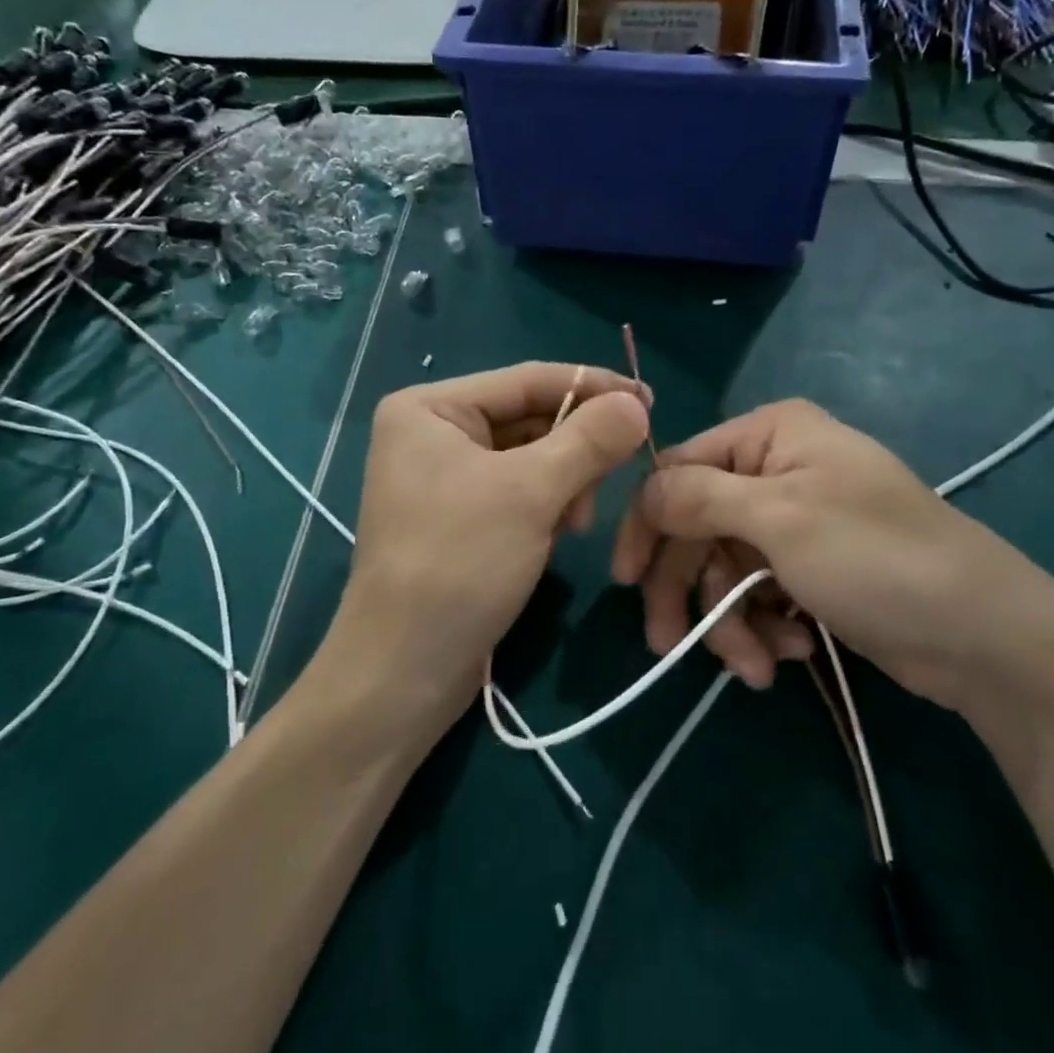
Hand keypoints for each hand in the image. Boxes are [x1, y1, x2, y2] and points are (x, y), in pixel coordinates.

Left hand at [315, 362, 650, 737]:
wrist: (403, 672)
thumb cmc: (458, 564)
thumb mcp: (530, 493)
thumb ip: (588, 440)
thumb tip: (636, 404)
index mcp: (431, 408)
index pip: (527, 380)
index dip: (593, 387)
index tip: (650, 400)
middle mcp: (433, 432)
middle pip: (529, 417)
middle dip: (577, 445)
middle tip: (623, 466)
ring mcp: (444, 476)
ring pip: (530, 456)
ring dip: (566, 480)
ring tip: (579, 519)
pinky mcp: (459, 516)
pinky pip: (518, 489)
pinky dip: (548, 504)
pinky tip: (560, 532)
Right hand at [611, 399, 1053, 710]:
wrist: (983, 635)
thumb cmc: (876, 557)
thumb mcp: (780, 518)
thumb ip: (698, 497)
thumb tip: (642, 491)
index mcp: (769, 435)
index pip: (678, 470)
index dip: (649, 524)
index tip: (625, 580)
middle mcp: (777, 469)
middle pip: (698, 526)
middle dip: (691, 589)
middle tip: (670, 646)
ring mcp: (795, 521)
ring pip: (724, 569)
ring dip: (731, 621)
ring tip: (758, 664)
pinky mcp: (811, 570)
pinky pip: (758, 593)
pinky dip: (763, 627)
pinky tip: (790, 651)